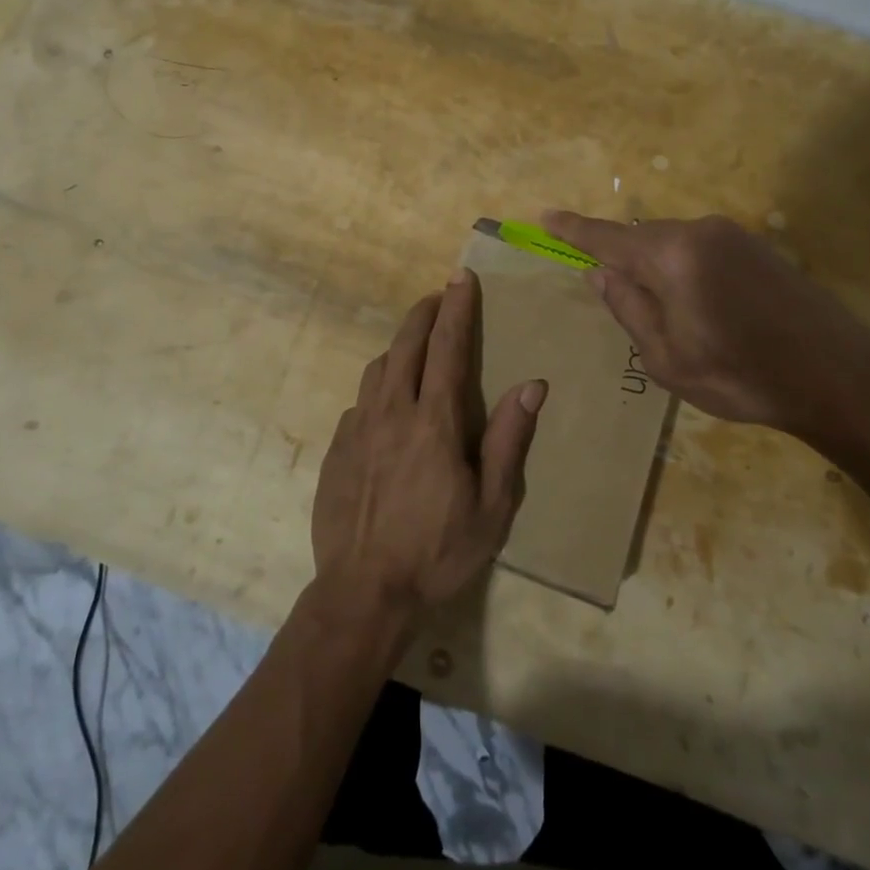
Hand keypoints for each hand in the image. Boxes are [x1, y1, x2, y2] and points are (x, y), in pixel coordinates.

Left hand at [311, 269, 546, 626]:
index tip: (461, 277)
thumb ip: (509, 441)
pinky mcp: (336, 448)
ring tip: (414, 347)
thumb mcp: (492, 508)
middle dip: (423, 313)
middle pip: (405, 345)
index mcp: (434, 423)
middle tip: (438, 296)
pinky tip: (385, 406)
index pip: (448, 348)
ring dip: (398, 347)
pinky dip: (377, 387)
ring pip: (376, 368)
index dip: (457, 308)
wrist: (363, 593)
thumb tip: (532, 385)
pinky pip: (359, 402)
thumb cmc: (437, 553)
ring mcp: (358, 428)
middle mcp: (392, 412)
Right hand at [542, 210, 869, 446]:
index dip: (574, 230)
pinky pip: (700, 249)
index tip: (545, 215)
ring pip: (671, 245)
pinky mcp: (757, 246)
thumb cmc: (742, 376)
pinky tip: (703, 309)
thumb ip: (629, 309)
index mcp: (672, 257)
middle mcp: (699, 232)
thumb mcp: (668, 359)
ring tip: (672, 319)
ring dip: (657, 270)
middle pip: (641, 240)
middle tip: (621, 303)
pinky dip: (685, 270)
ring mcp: (732, 235)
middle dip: (623, 263)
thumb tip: (600, 274)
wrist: (839, 376)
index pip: (608, 238)